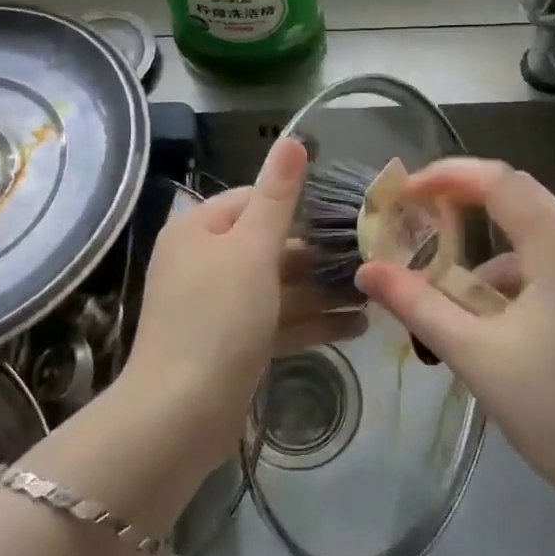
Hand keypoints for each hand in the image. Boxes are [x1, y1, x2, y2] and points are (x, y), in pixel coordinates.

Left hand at [122, 138, 362, 470]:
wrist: (180, 416)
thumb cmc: (217, 318)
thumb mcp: (252, 249)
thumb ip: (278, 196)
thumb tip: (293, 139)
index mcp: (199, 230)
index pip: (253, 199)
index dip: (298, 202)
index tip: (346, 210)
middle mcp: (205, 262)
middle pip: (270, 245)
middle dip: (319, 253)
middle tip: (371, 254)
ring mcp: (218, 307)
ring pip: (278, 287)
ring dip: (322, 290)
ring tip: (374, 291)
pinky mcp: (233, 345)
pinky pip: (277, 322)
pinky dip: (312, 323)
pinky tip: (357, 327)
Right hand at [356, 159, 554, 511]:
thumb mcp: (476, 356)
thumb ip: (418, 306)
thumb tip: (368, 271)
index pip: (500, 181)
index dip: (448, 175)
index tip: (406, 193)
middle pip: (517, 196)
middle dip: (462, 199)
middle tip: (416, 215)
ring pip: (532, 233)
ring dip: (483, 246)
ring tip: (443, 286)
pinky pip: (547, 264)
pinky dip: (508, 276)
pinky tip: (485, 319)